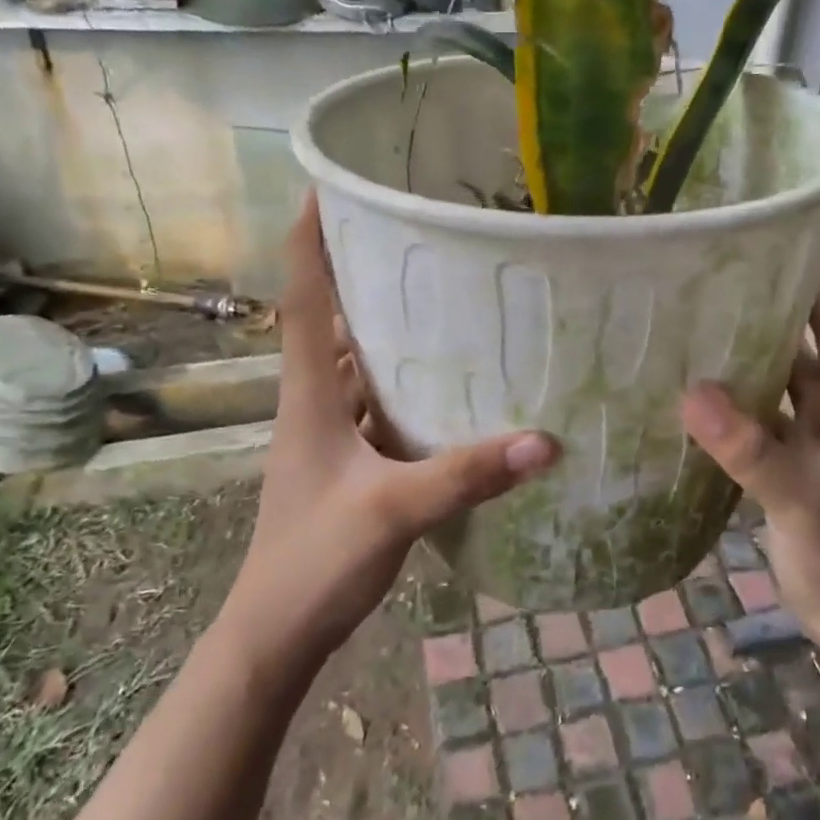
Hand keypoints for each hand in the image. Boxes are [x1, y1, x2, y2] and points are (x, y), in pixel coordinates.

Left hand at [230, 194, 557, 664]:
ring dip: (385, 326)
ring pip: (357, 362)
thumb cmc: (314, 561)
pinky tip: (448, 379)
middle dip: (361, 271)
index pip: (301, 299)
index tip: (326, 186)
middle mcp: (315, 402)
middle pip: (331, 319)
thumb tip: (544, 440)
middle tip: (413, 231)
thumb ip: (464, 476)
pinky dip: (404, 381)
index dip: (308, 241)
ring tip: (441, 290)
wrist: (276, 633)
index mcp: (309, 396)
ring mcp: (330, 434)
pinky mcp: (349, 462)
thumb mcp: (392, 511)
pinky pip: (377, 402)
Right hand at [681, 196, 819, 653]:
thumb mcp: (801, 504)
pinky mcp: (797, 449)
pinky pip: (774, 393)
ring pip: (799, 354)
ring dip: (772, 318)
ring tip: (721, 282)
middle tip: (752, 233)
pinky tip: (708, 362)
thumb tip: (695, 392)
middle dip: (804, 271)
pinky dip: (749, 369)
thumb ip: (753, 452)